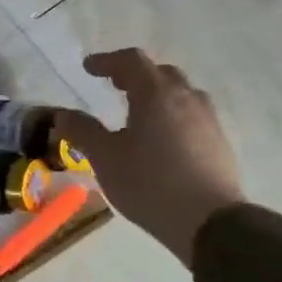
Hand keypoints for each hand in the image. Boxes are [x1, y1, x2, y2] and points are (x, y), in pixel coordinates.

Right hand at [57, 48, 244, 265]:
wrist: (208, 221)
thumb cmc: (149, 183)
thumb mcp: (104, 157)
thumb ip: (82, 131)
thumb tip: (62, 114)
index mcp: (156, 95)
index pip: (132, 61)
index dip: (107, 61)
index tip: (88, 68)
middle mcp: (186, 98)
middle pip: (160, 73)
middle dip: (134, 75)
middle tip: (113, 85)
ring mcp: (208, 120)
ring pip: (180, 94)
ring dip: (155, 94)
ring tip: (136, 111)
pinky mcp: (218, 142)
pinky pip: (191, 115)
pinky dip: (170, 114)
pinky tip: (159, 138)